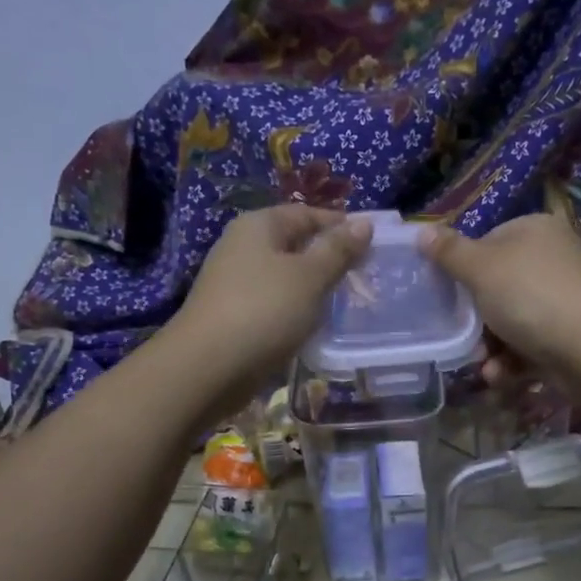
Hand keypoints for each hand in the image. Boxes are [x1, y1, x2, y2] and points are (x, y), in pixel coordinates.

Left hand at [171, 205, 371, 406]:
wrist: (208, 367)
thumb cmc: (264, 310)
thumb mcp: (310, 276)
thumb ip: (338, 250)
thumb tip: (364, 223)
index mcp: (259, 226)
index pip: (307, 213)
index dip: (340, 225)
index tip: (372, 245)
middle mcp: (242, 247)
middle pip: (294, 244)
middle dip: (328, 258)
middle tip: (363, 276)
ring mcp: (235, 282)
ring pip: (285, 276)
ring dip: (313, 287)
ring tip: (345, 302)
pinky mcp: (234, 315)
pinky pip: (274, 303)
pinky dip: (295, 309)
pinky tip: (313, 324)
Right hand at [418, 215, 580, 380]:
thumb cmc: (530, 296)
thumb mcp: (481, 269)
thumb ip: (450, 253)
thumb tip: (421, 231)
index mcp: (534, 231)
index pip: (488, 243)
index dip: (465, 269)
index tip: (449, 295)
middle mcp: (552, 259)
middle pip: (499, 287)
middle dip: (477, 319)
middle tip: (462, 336)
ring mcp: (564, 299)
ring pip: (512, 321)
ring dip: (491, 347)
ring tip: (483, 364)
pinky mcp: (570, 335)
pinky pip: (531, 345)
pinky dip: (513, 362)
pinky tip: (502, 376)